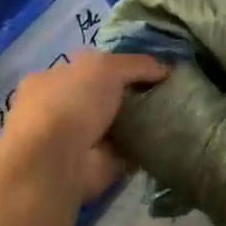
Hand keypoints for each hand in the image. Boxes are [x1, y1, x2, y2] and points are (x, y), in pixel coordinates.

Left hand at [0, 51, 169, 205]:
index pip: (91, 66)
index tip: (154, 69)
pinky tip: (168, 134)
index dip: (122, 65)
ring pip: (117, 120)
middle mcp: (59, 107)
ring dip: (141, 118)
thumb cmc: (71, 104)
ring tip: (174, 111)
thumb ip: (137, 64)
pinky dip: (145, 142)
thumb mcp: (105, 66)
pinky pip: (128, 146)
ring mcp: (77, 137)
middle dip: (134, 93)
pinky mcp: (96, 162)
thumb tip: (166, 70)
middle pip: (106, 94)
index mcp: (51, 79)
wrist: (56, 161)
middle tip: (167, 91)